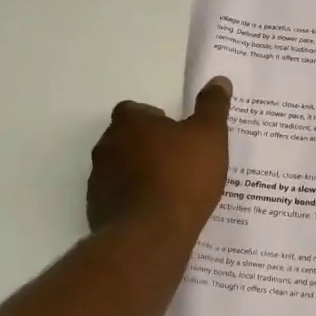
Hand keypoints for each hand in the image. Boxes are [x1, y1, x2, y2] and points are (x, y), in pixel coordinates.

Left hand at [87, 77, 233, 236]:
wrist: (151, 235)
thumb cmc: (182, 177)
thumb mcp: (210, 136)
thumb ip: (213, 107)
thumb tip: (219, 81)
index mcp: (129, 123)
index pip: (135, 110)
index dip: (155, 120)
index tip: (177, 135)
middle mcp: (106, 146)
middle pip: (125, 139)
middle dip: (147, 147)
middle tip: (177, 162)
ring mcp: (98, 181)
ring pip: (120, 170)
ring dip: (138, 175)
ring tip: (169, 191)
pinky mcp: (97, 211)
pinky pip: (118, 199)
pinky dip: (133, 202)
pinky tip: (157, 214)